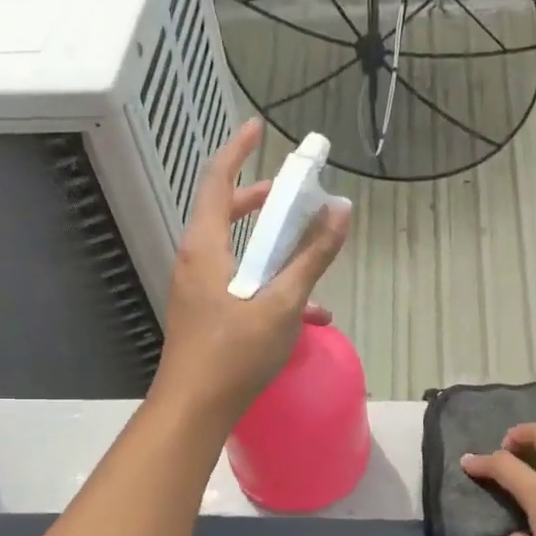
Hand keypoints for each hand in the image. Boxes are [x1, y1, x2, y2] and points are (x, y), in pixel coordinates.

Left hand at [150, 118, 349, 430]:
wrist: (195, 407)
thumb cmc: (235, 353)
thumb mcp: (282, 303)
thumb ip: (312, 257)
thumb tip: (341, 211)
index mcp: (206, 246)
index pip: (219, 180)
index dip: (238, 149)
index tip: (259, 127)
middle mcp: (196, 259)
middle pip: (229, 214)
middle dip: (265, 203)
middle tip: (296, 196)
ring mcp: (198, 288)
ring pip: (239, 253)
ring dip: (275, 251)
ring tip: (311, 257)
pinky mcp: (206, 313)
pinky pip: (239, 284)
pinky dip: (270, 286)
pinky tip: (308, 316)